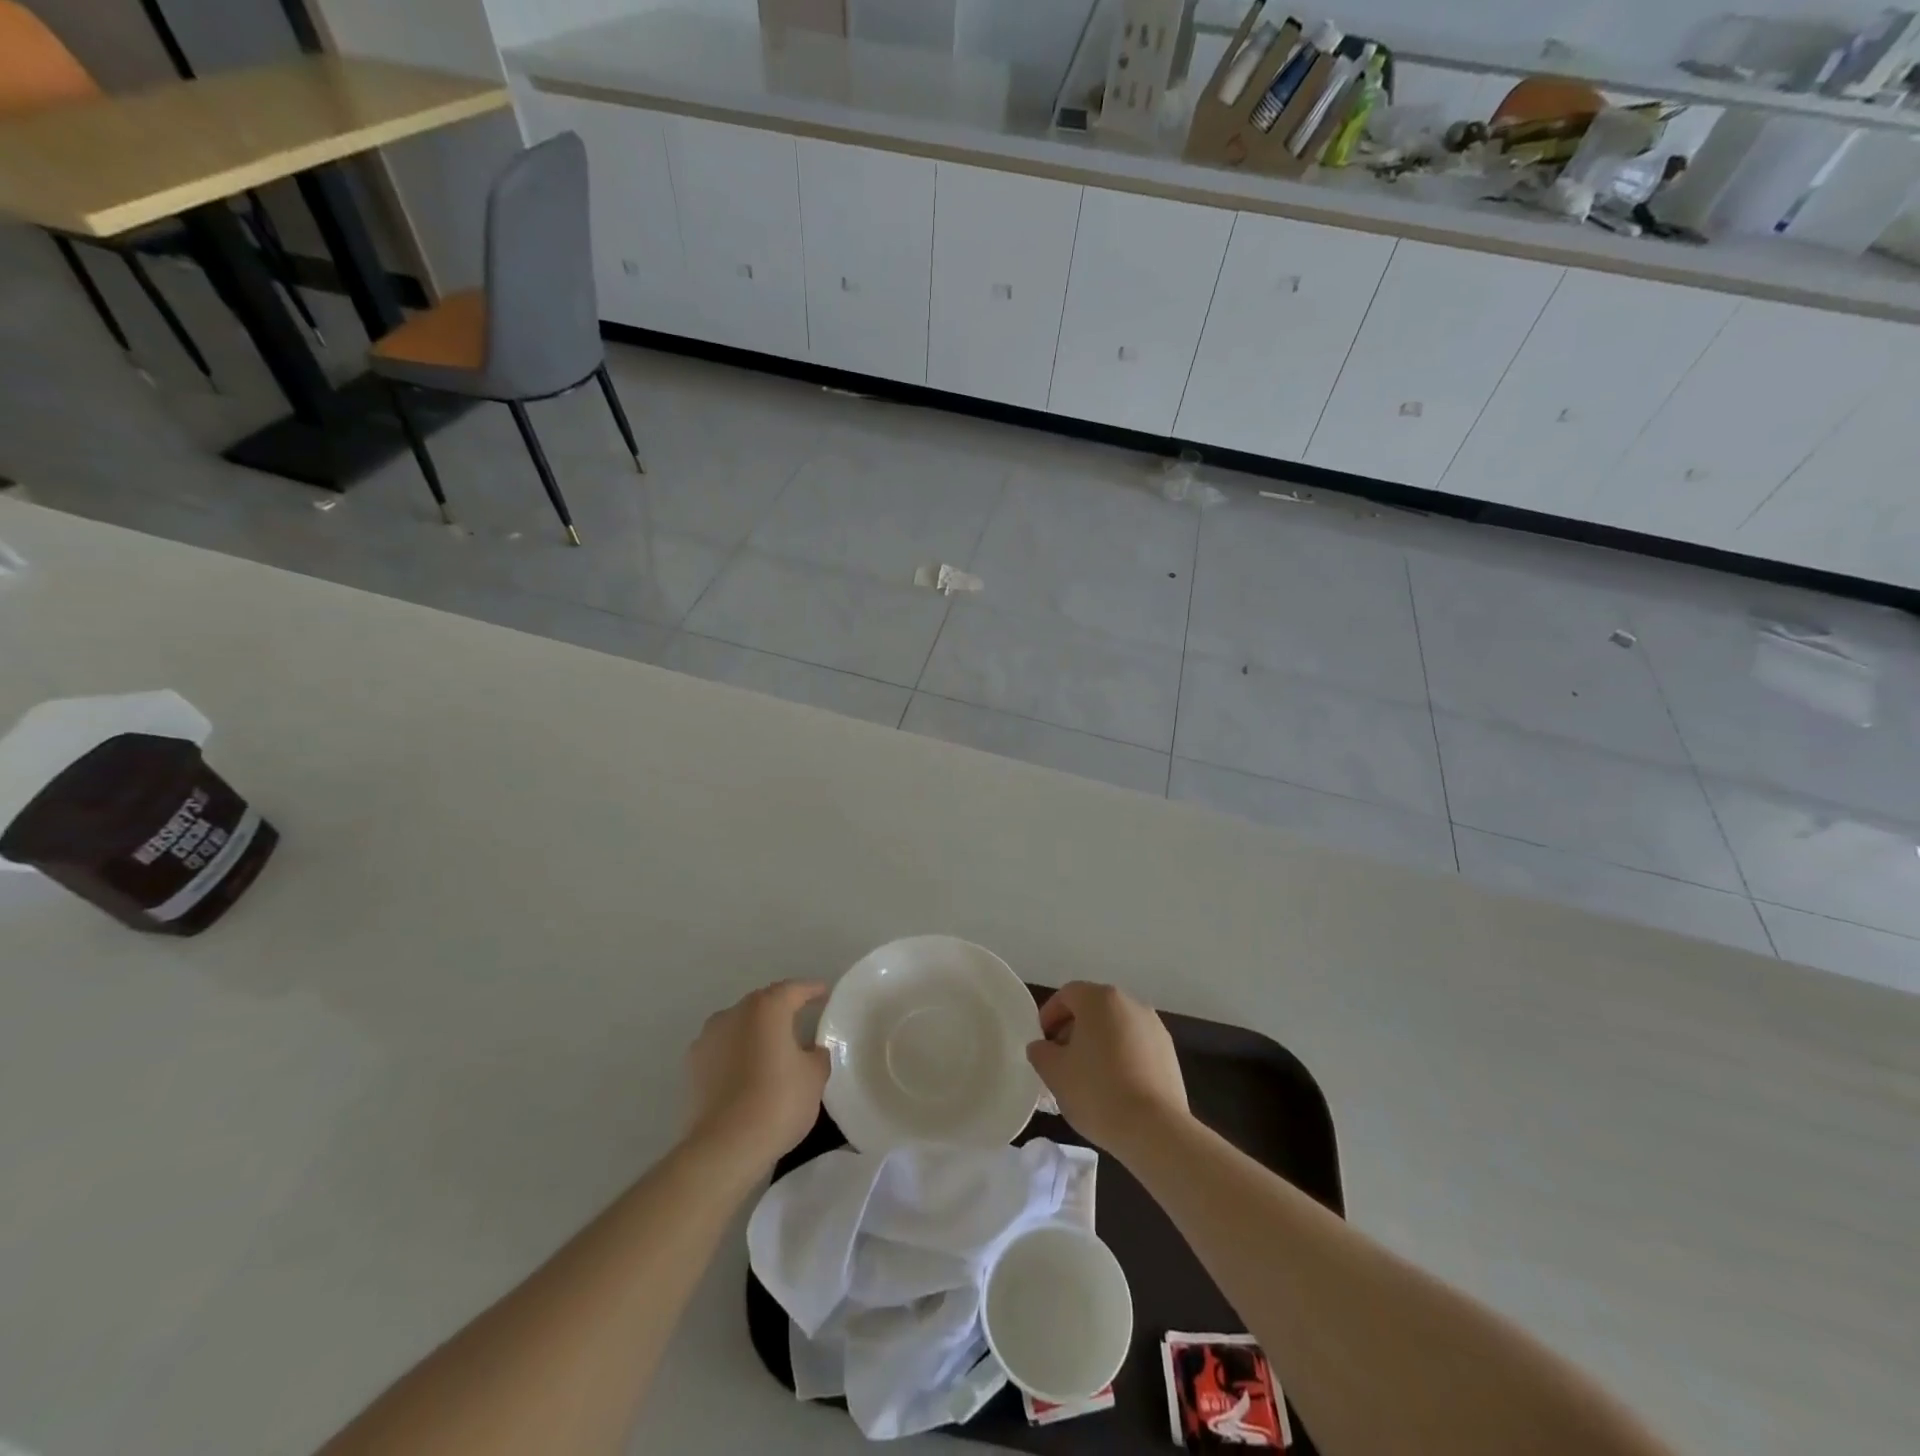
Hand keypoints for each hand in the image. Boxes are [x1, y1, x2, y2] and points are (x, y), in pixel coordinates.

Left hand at [684, 980, 829, 1173]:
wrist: (724, 1147)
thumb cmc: (778, 1102)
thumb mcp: (814, 1077)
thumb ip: (817, 1055)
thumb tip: (811, 1050)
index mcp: (766, 1008)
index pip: (794, 990)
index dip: (811, 990)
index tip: (824, 993)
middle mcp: (733, 1013)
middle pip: (763, 1004)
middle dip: (781, 1010)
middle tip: (800, 1022)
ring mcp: (707, 1038)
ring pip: (739, 1026)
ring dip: (755, 1033)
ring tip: (771, 1051)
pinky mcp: (692, 1067)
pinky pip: (722, 1050)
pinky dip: (736, 1055)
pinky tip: (747, 1073)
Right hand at [1028, 981, 1188, 1157]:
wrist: (1156, 1130)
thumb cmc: (1097, 1092)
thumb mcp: (1055, 1073)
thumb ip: (1041, 1052)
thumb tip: (1042, 1047)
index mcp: (1100, 999)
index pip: (1067, 994)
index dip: (1049, 1015)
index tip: (1042, 1043)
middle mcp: (1130, 1003)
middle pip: (1093, 1008)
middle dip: (1073, 1030)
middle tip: (1060, 1060)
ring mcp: (1154, 1027)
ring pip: (1116, 1027)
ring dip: (1098, 1044)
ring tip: (1087, 1077)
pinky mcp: (1169, 1053)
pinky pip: (1135, 1045)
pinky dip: (1121, 1057)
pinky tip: (1114, 1087)